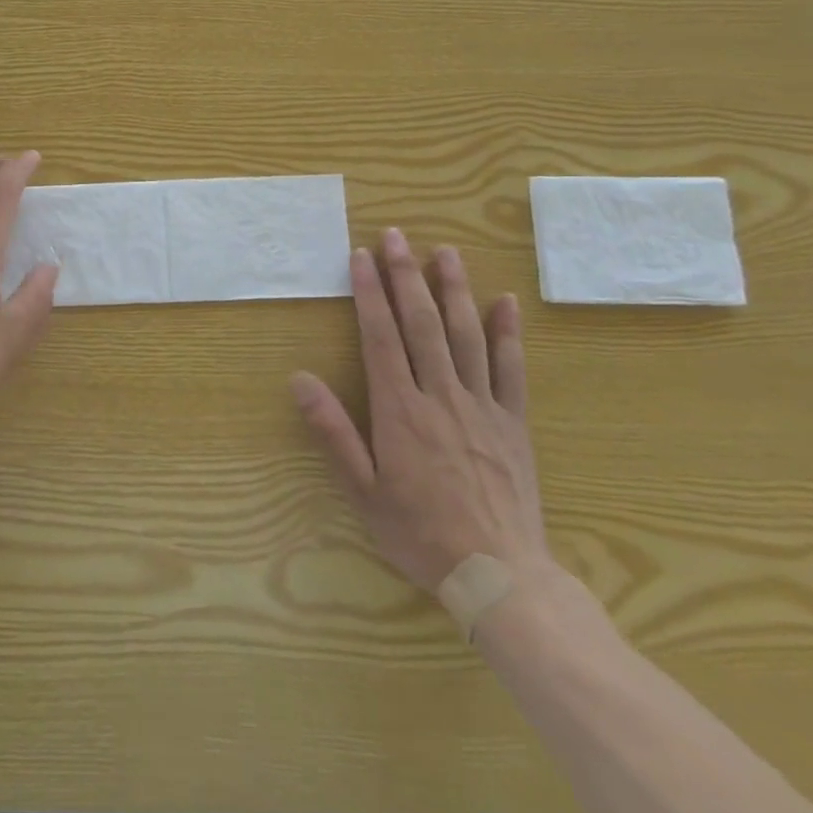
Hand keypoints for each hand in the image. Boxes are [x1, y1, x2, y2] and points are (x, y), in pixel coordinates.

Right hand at [291, 227, 547, 592]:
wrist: (500, 577)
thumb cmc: (419, 533)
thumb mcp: (363, 491)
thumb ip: (333, 432)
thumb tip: (299, 379)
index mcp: (400, 410)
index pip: (381, 336)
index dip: (369, 293)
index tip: (361, 256)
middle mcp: (440, 395)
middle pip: (422, 323)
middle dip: (406, 275)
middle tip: (396, 235)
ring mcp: (481, 405)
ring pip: (466, 335)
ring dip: (454, 289)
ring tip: (444, 251)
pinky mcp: (512, 422)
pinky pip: (511, 369)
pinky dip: (507, 333)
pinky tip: (503, 301)